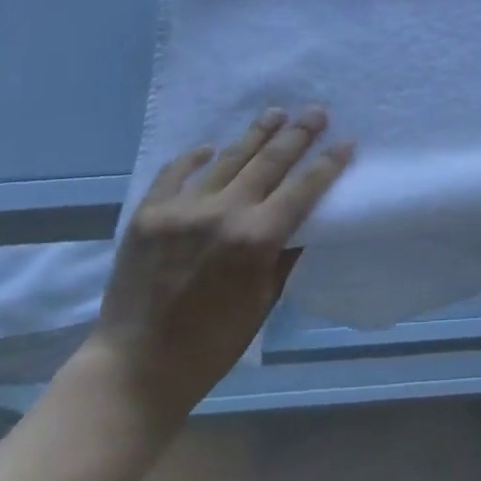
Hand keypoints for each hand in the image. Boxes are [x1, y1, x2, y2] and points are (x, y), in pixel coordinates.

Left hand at [84, 107, 352, 425]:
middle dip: (298, 135)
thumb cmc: (211, 344)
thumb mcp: (263, 302)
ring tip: (276, 113)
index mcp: (257, 239)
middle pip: (270, 162)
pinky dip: (195, 157)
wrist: (134, 368)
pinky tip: (211, 147)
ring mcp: (183, 209)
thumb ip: (284, 255)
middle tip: (316, 112)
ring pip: (229, 158)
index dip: (328, 164)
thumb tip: (303, 222)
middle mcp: (224, 213)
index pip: (303, 189)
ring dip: (257, 133)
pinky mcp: (148, 213)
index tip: (345, 142)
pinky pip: (176, 172)